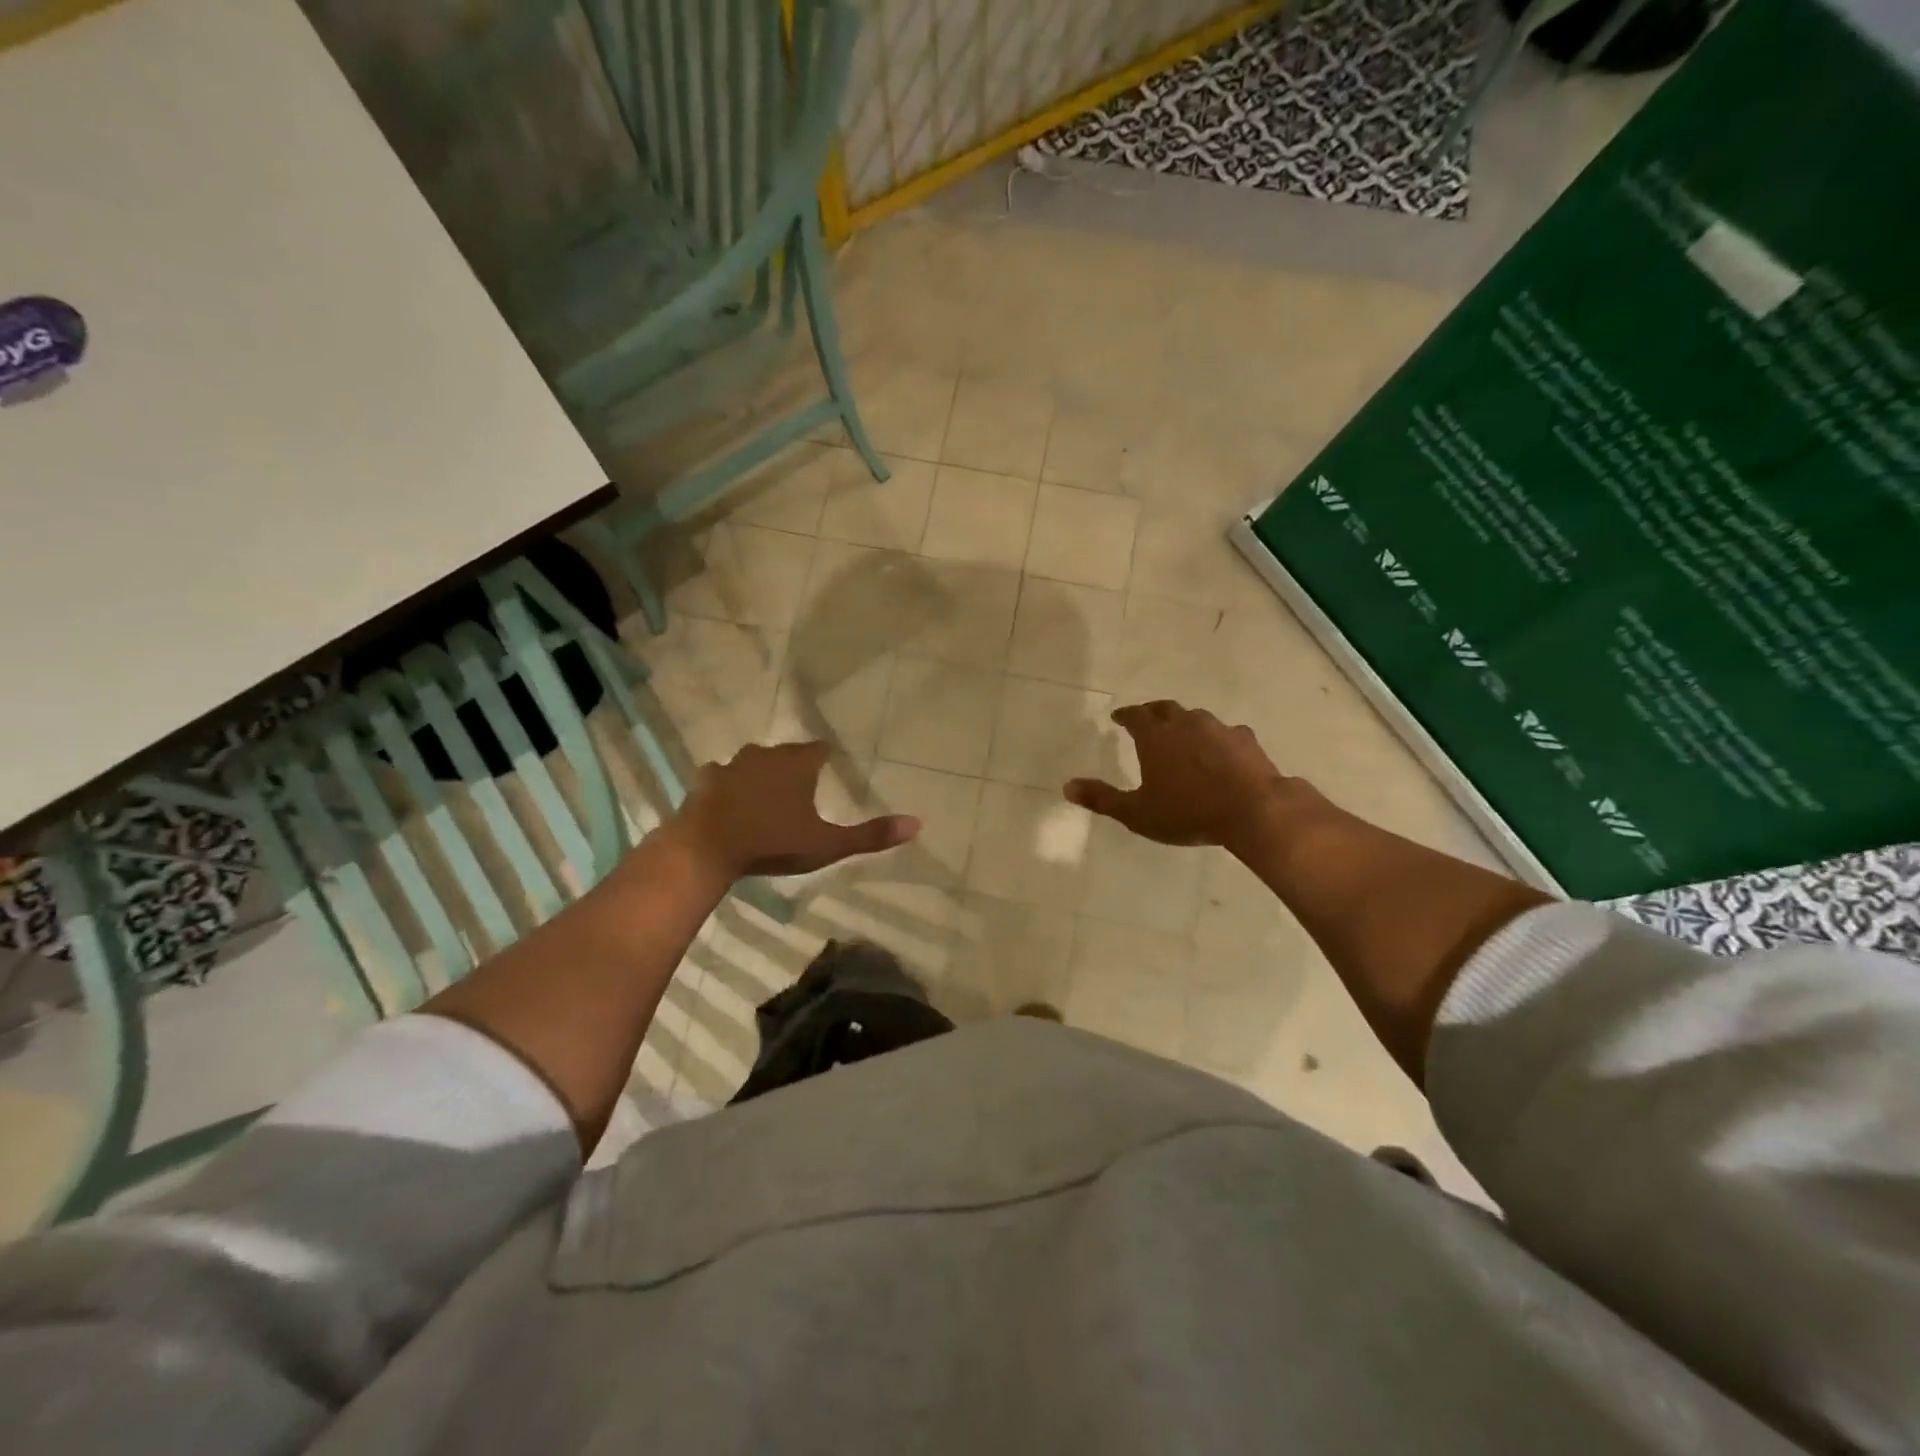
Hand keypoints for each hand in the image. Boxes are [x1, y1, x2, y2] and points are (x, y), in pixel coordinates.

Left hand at [670, 741, 918, 878]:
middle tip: (801, 787)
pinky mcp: (705, 780)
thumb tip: (917, 824)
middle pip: (786, 753)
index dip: (826, 759)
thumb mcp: (826, 844)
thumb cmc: (773, 842)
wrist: (707, 849)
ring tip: (766, 793)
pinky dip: (728, 785)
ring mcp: (732, 765)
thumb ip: (870, 836)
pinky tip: (729, 800)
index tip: (830, 769)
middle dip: (794, 766)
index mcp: (798, 764)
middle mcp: (766, 755)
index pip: (819, 750)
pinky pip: (721, 776)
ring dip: (760, 773)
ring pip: (752, 761)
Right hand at [1065, 700, 1287, 851]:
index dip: (1125, 715)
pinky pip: (1226, 733)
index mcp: (1155, 736)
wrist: (1253, 810)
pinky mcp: (1245, 740)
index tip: (1118, 718)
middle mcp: (1185, 723)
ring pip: (1196, 718)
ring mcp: (1218, 728)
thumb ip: (1102, 798)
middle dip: (1152, 712)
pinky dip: (1217, 739)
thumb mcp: (1137, 813)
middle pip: (1165, 708)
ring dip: (1185, 723)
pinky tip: (1221, 752)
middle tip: (1146, 720)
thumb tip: (1067, 786)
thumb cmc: (1188, 811)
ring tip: (1182, 736)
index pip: (1134, 715)